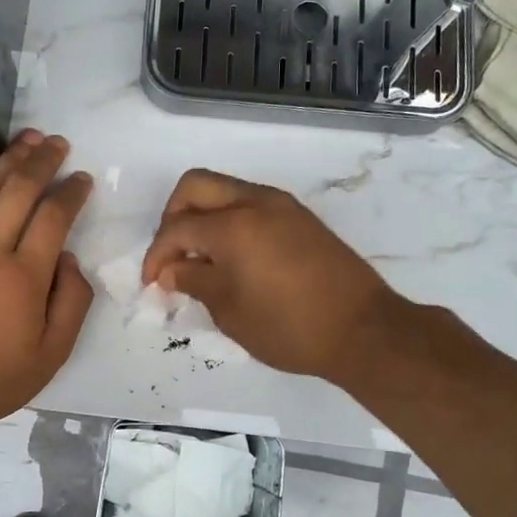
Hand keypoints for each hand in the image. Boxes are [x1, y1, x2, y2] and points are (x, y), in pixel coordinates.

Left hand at [0, 132, 94, 422]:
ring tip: (27, 141)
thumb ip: (71, 302)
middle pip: (19, 190)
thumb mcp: (52, 354)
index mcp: (25, 276)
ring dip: (8, 160)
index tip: (82, 178)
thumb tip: (67, 258)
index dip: (72, 191)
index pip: (54, 217)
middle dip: (43, 161)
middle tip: (58, 143)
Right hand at [141, 169, 408, 382]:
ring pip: (225, 190)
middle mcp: (255, 202)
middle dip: (173, 217)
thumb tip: (170, 270)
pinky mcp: (300, 217)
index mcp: (233, 225)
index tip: (152, 283)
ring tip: (202, 259)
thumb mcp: (230, 311)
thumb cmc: (289, 328)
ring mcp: (282, 205)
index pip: (177, 227)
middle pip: (195, 186)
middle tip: (173, 256)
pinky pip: (251, 204)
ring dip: (204, 216)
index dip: (156, 255)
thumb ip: (194, 282)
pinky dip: (231, 221)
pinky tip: (233, 258)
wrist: (363, 330)